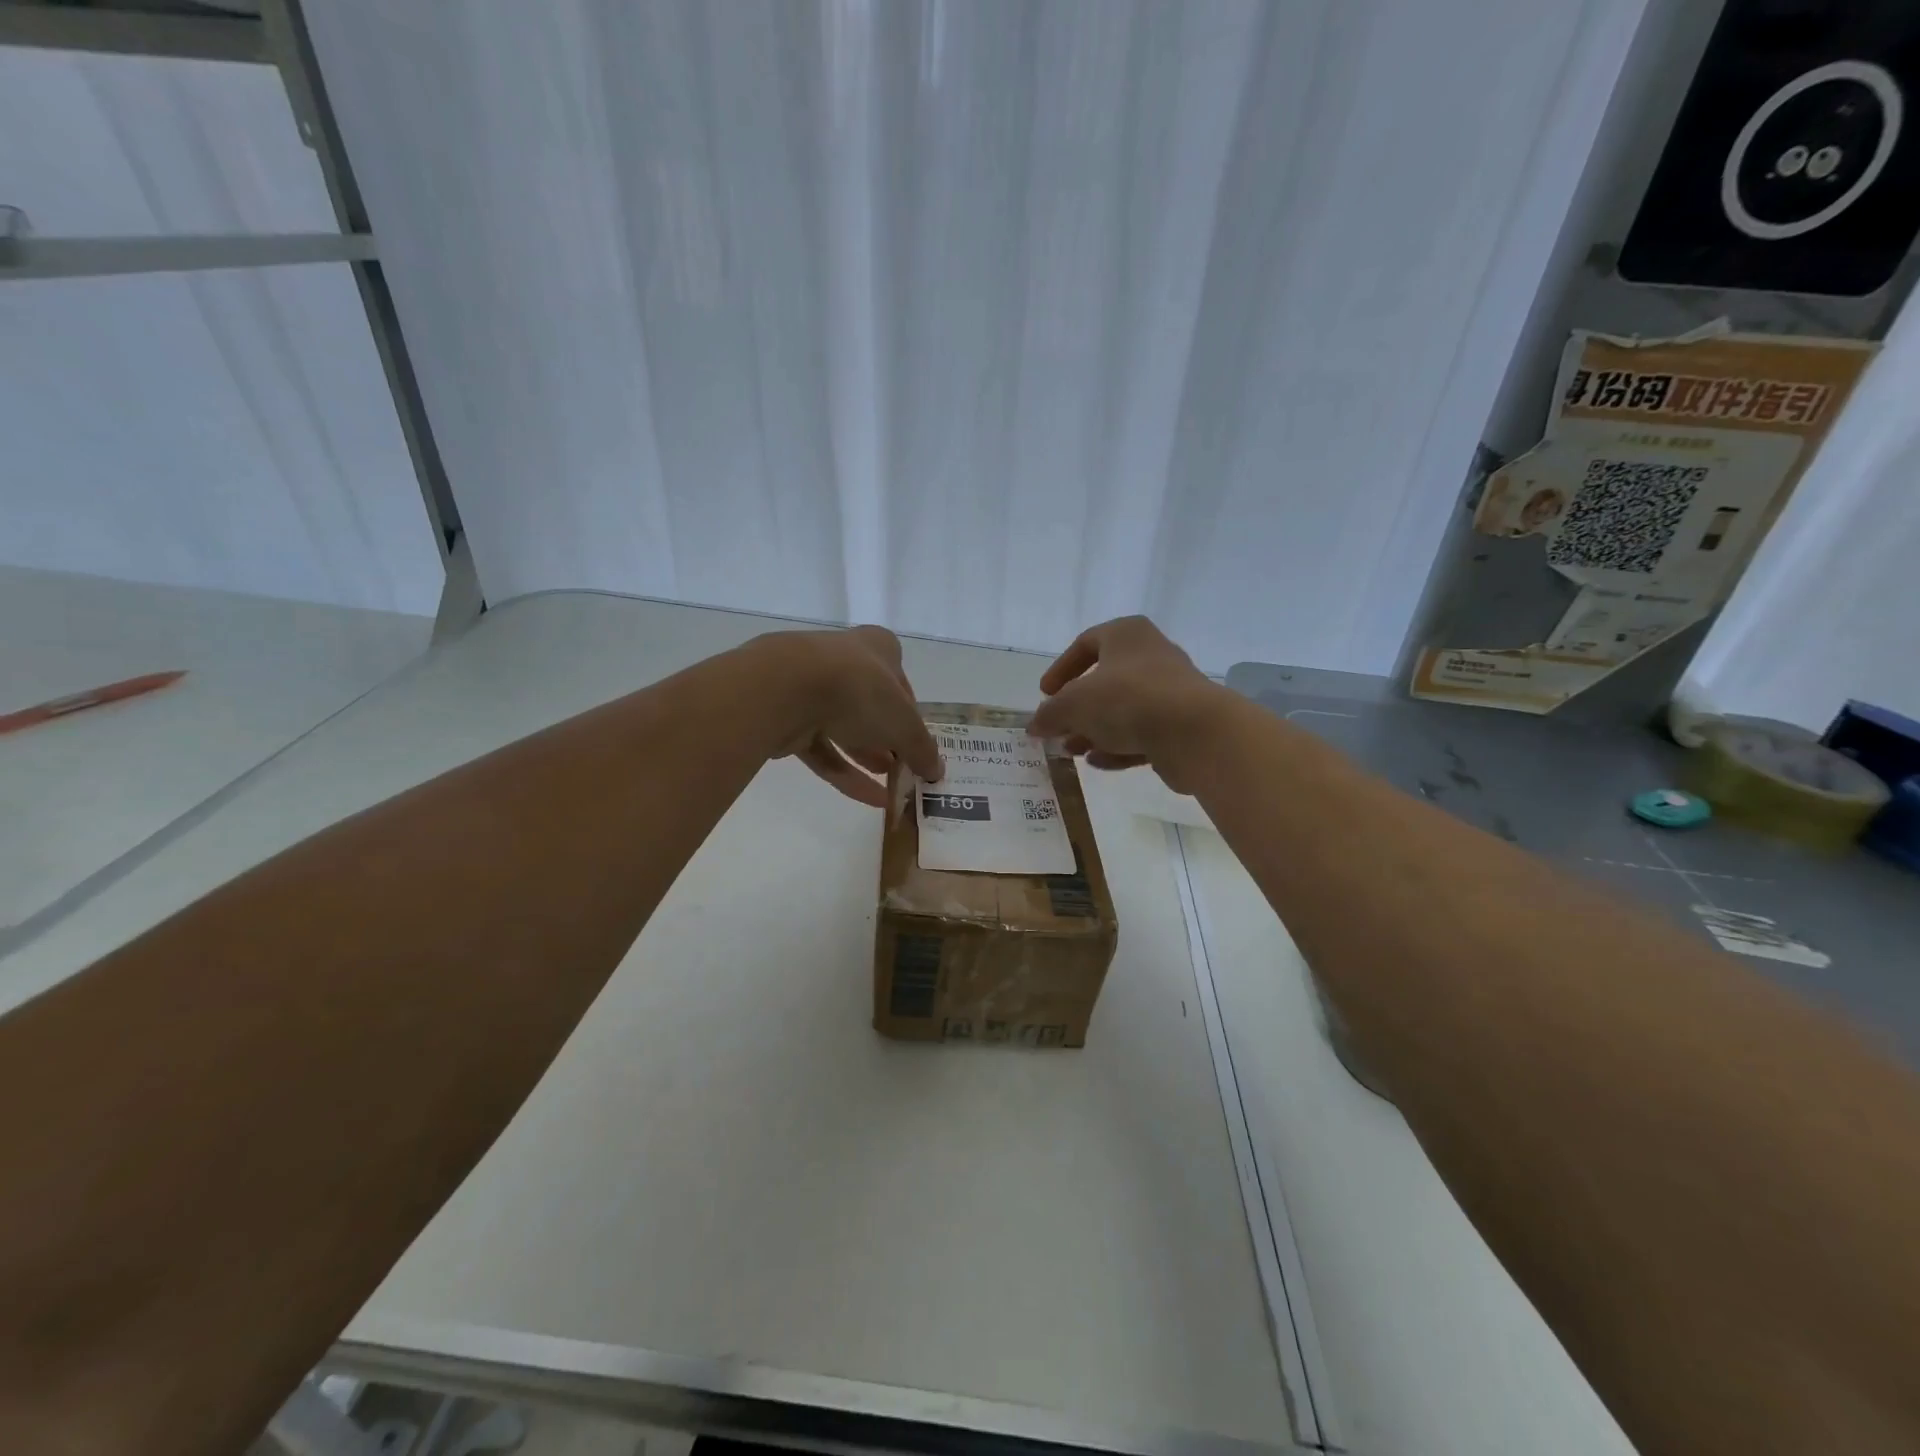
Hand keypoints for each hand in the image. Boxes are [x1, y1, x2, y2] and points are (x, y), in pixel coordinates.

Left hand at [760, 626, 943, 806]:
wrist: (785, 688)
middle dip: (889, 740)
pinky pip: (822, 748)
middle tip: (905, 770)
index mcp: (877, 648)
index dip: (912, 714)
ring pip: (845, 728)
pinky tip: (870, 800)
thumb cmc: (859, 690)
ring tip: (892, 789)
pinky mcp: (787, 716)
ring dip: (868, 758)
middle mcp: (844, 660)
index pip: (901, 681)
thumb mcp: (904, 723)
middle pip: (872, 705)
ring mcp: (811, 687)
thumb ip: (922, 748)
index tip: (919, 743)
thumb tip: (937, 770)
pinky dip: (845, 772)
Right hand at [1028, 616, 1225, 792]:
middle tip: (1057, 728)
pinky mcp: (1181, 724)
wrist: (1195, 732)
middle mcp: (1151, 656)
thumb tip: (1035, 724)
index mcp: (1126, 635)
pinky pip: (1142, 733)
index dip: (1061, 669)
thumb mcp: (1073, 704)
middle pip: (1105, 681)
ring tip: (1072, 751)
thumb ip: (1050, 713)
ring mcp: (1170, 691)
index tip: (1045, 694)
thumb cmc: (1127, 699)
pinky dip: (1118, 746)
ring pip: (1122, 710)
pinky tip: (1098, 763)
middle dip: (1077, 709)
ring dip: (1094, 731)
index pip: (1086, 643)